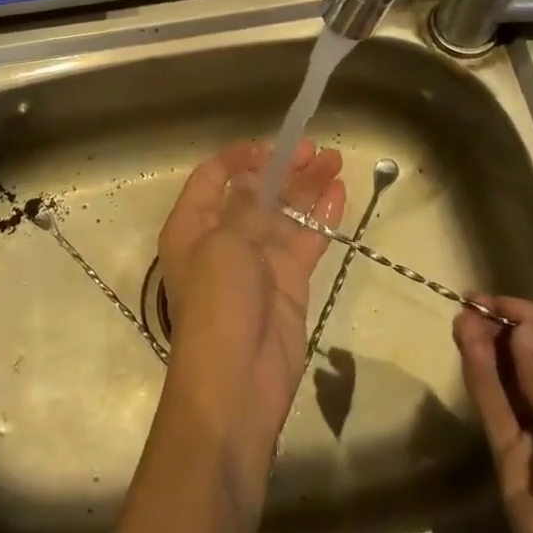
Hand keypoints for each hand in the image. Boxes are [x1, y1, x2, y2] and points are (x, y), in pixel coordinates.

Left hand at [158, 140, 344, 447]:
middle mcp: (222, 239)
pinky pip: (306, 241)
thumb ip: (247, 208)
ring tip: (336, 161)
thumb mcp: (225, 245)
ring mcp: (258, 261)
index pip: (212, 178)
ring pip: (285, 213)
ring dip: (308, 187)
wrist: (237, 385)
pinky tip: (340, 194)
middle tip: (317, 150)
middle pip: (256, 193)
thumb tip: (258, 179)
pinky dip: (321, 218)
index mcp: (192, 226)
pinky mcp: (288, 283)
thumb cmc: (218, 304)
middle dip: (285, 169)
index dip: (240, 158)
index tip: (272, 147)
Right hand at [455, 296, 532, 532]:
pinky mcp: (514, 465)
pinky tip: (467, 344)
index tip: (503, 300)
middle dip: (511, 332)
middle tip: (474, 303)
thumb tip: (521, 332)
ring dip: (490, 348)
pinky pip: (497, 411)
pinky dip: (481, 377)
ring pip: (513, 383)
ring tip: (463, 315)